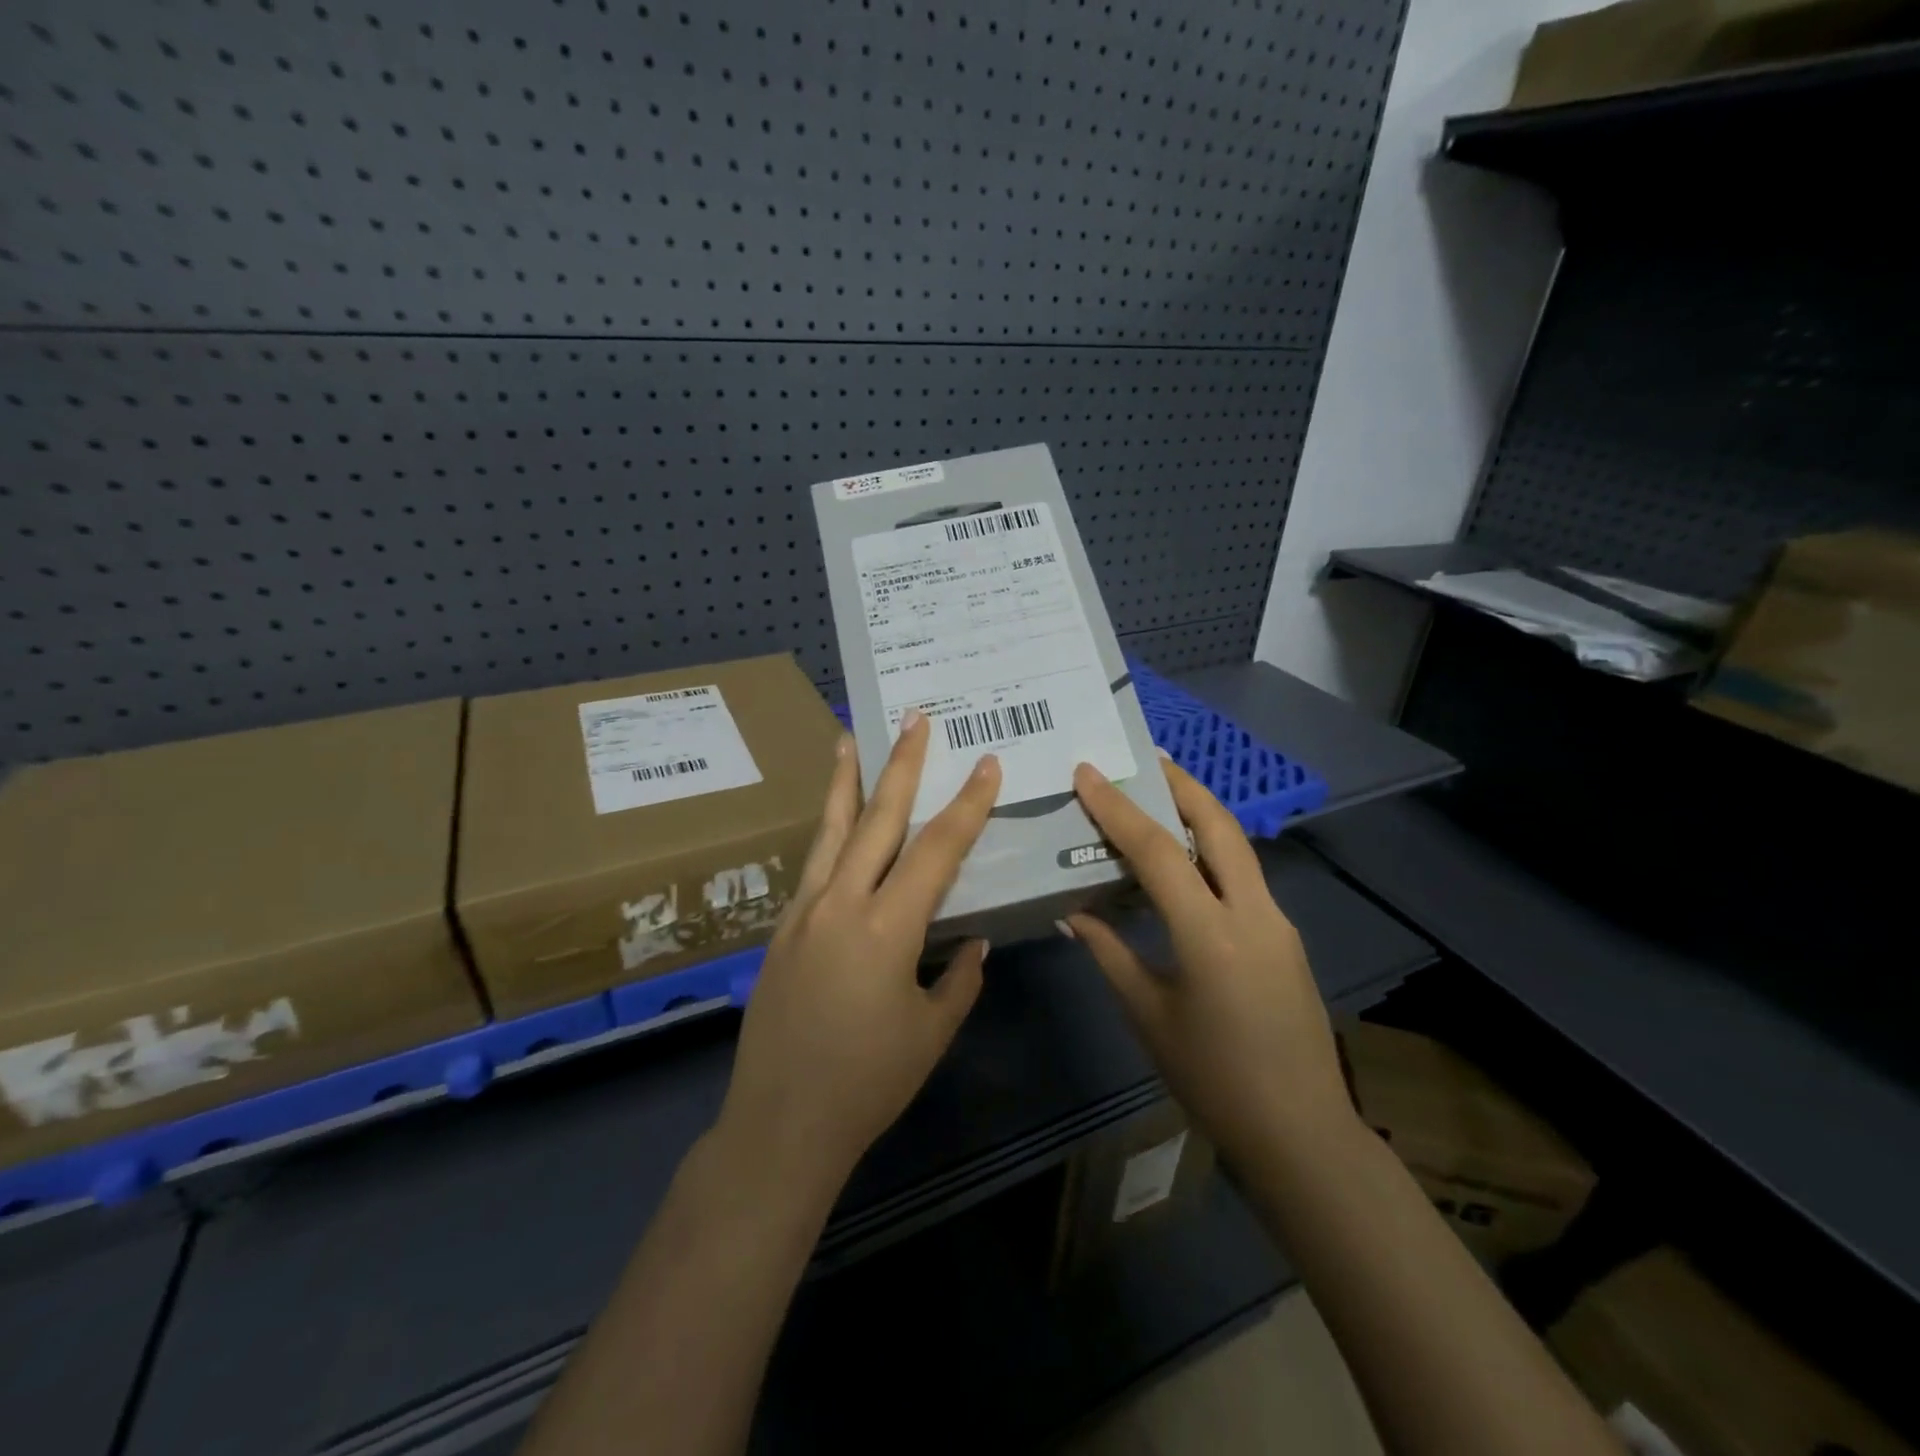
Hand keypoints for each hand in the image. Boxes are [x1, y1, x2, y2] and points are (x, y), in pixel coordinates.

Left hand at [716, 713, 1001, 1189]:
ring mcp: (803, 912)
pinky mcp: (782, 928)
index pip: (937, 850)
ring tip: (849, 737)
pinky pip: (812, 864)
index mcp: (886, 928)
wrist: (779, 1124)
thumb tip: (972, 942)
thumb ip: (958, 979)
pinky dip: (826, 829)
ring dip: (845, 780)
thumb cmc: (867, 1084)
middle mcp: (840, 904)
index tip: (987, 764)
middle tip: (914, 718)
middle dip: (902, 765)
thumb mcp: (930, 1032)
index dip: (967, 805)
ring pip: (830, 830)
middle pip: (877, 819)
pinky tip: (833, 818)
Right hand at [1064, 757, 1354, 1170]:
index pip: (1157, 852)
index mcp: (1210, 934)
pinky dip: (1212, 853)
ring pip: (1237, 848)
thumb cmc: (1212, 1079)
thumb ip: (1109, 953)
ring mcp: (1278, 923)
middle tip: (1147, 757)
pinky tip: (1187, 865)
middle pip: (1219, 825)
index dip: (1118, 809)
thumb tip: (1072, 913)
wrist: (1301, 1134)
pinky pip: (1243, 878)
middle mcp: (1253, 913)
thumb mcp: (1148, 1015)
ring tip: (1163, 795)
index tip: (1088, 773)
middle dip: (1182, 784)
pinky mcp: (1286, 938)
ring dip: (1201, 814)